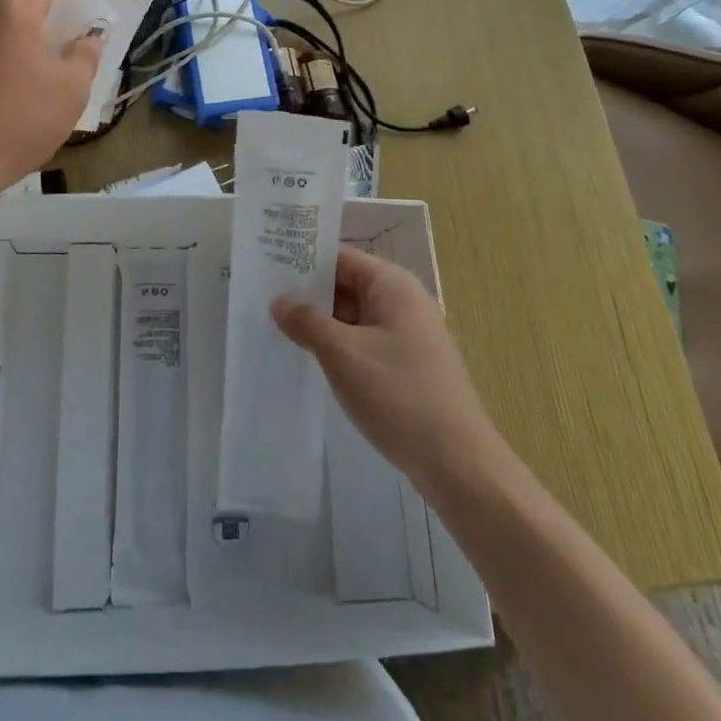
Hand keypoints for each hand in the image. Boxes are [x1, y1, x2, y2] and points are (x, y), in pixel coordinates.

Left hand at [0, 0, 101, 189]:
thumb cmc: (23, 119)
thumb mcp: (73, 88)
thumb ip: (86, 53)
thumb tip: (88, 37)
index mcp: (12, 10)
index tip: (92, 16)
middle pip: (23, 7)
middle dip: (48, 24)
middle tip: (71, 50)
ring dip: (21, 44)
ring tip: (39, 75)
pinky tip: (8, 91)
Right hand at [273, 247, 504, 491]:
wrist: (457, 462)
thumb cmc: (397, 394)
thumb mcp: (342, 354)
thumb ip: (307, 322)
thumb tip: (279, 301)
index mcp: (392, 285)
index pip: (340, 258)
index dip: (304, 262)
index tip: (267, 270)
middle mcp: (404, 301)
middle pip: (347, 285)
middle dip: (309, 295)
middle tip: (263, 302)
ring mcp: (410, 335)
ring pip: (355, 317)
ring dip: (322, 324)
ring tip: (278, 330)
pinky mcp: (409, 365)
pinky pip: (366, 342)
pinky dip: (340, 347)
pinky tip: (313, 361)